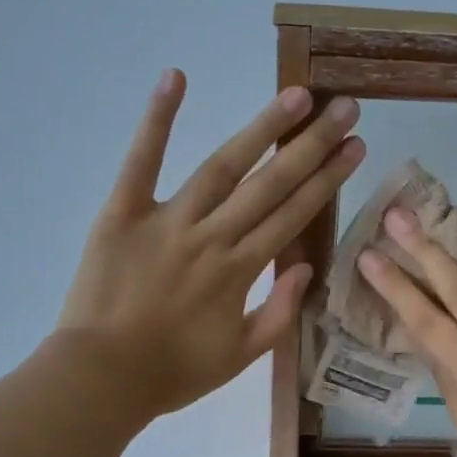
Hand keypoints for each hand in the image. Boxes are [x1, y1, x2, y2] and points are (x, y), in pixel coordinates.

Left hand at [59, 69, 363, 421]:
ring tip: (295, 95)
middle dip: (311, 144)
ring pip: (222, 167)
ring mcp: (166, 220)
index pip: (293, 215)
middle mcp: (212, 237)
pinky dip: (157, 119)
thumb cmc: (173, 373)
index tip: (355, 146)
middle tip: (343, 106)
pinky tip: (176, 77)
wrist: (101, 379)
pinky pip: (141, 161)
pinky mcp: (122, 213)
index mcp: (239, 271)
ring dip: (261, 129)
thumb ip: (277, 312)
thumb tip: (304, 266)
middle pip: (269, 184)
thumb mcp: (239, 357)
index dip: (328, 179)